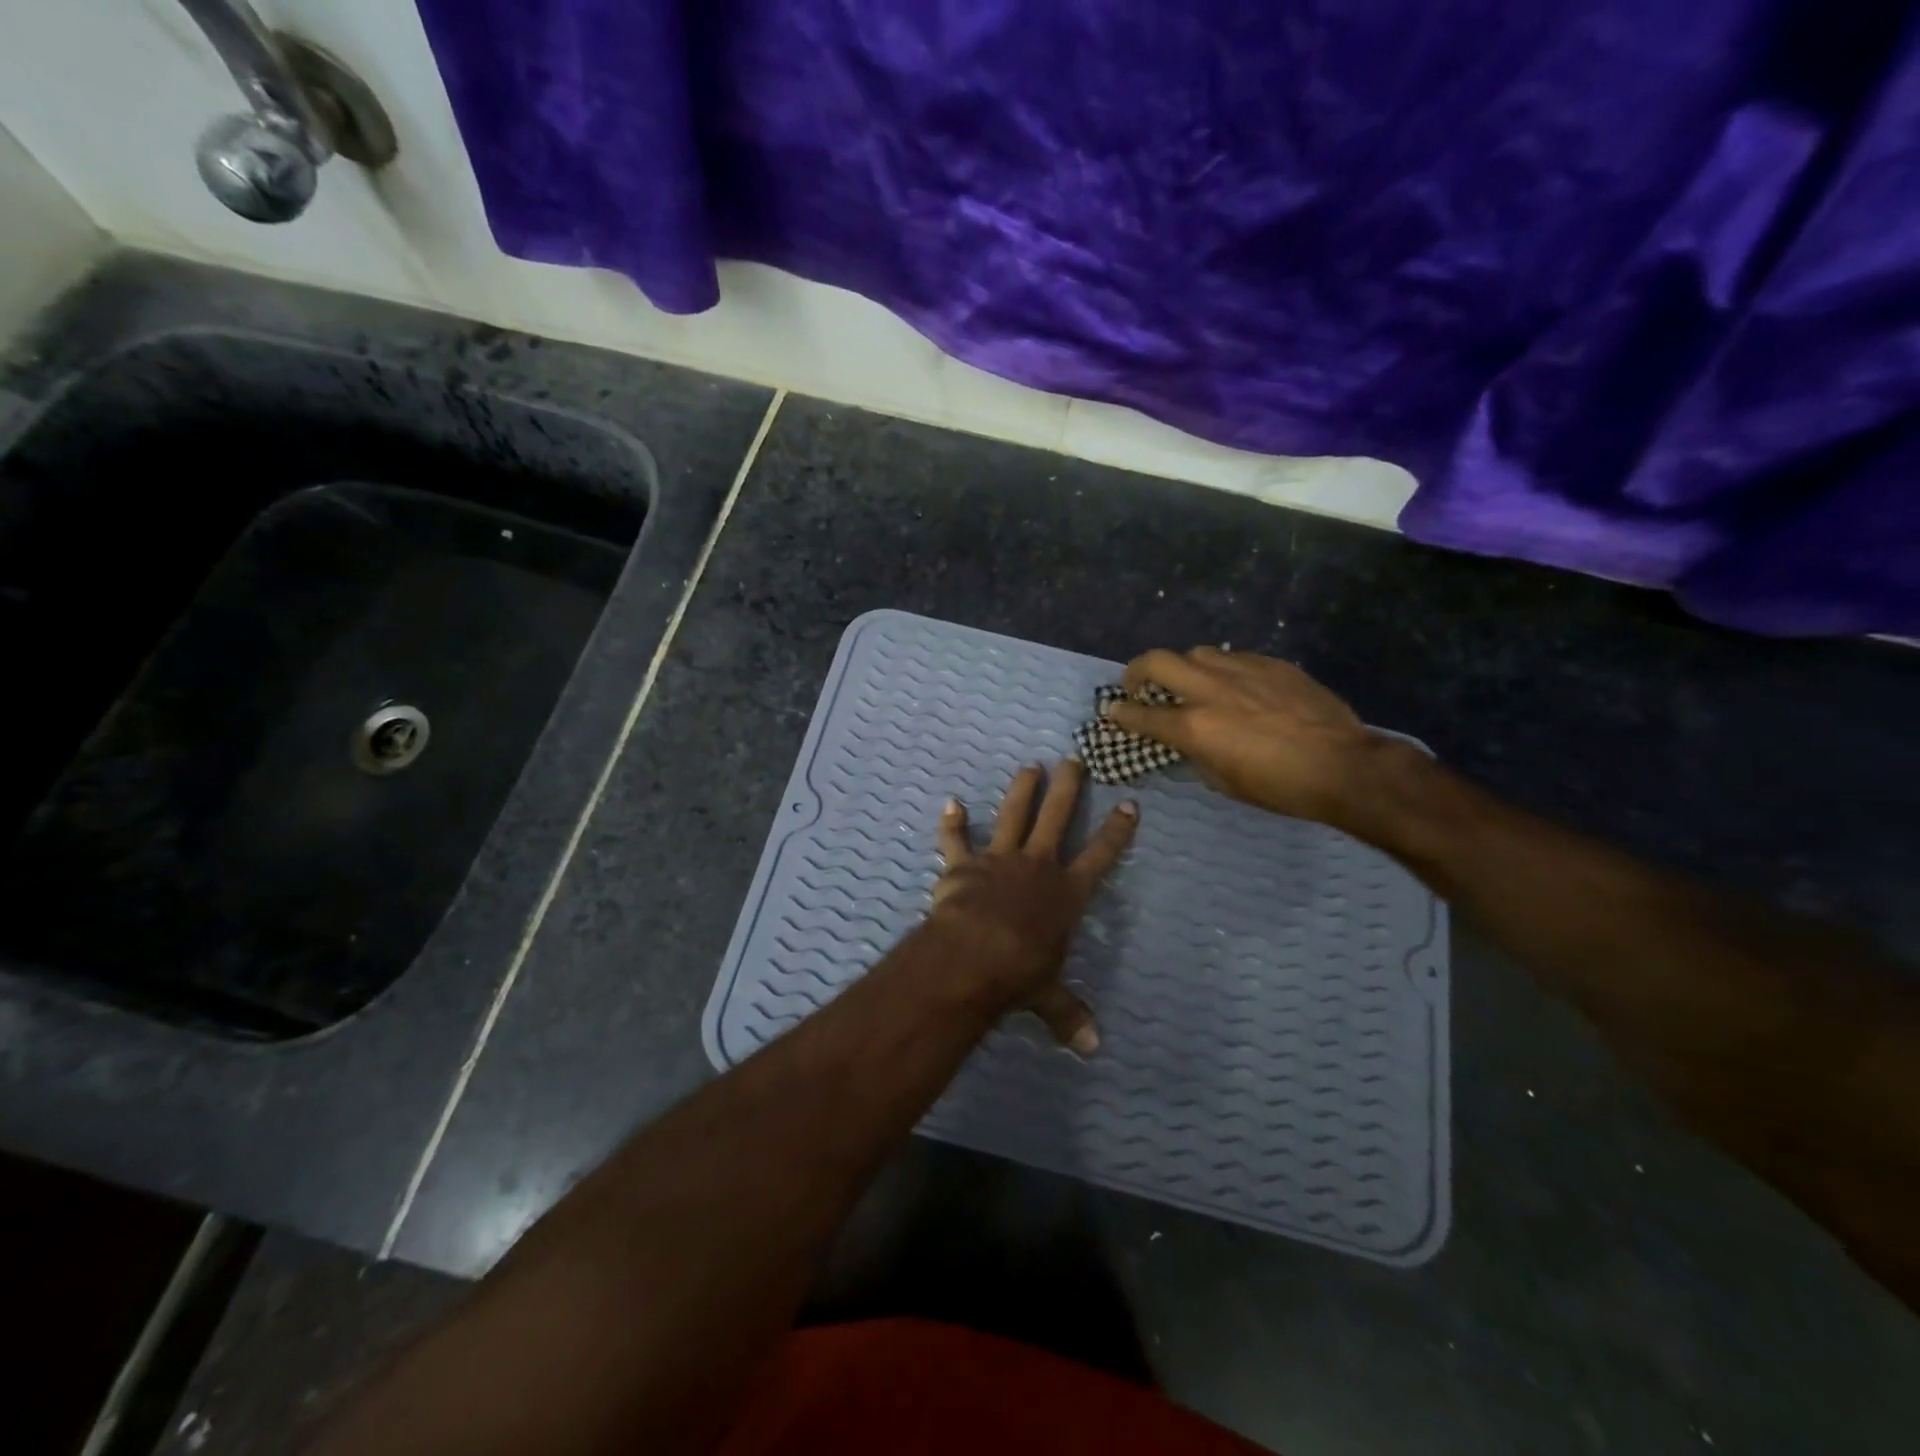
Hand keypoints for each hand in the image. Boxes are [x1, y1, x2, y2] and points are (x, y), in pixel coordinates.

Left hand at [929, 760, 1137, 1054]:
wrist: (974, 954)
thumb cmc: (1020, 972)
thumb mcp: (1048, 995)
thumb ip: (1067, 1015)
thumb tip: (1092, 1049)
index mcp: (1066, 893)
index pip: (1100, 856)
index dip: (1116, 831)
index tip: (1128, 804)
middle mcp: (1037, 866)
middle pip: (1058, 818)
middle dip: (1068, 788)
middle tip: (1074, 761)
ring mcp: (999, 859)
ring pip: (1013, 814)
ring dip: (1022, 790)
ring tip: (1030, 767)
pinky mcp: (963, 864)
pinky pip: (956, 839)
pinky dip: (952, 823)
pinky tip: (950, 803)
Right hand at [1104, 647, 1402, 825]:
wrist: (1344, 765)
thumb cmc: (1280, 787)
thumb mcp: (1225, 782)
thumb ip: (1197, 754)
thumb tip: (1188, 741)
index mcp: (1195, 727)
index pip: (1141, 714)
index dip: (1120, 714)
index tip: (1112, 712)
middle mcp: (1210, 690)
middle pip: (1157, 661)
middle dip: (1137, 671)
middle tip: (1139, 685)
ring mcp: (1242, 670)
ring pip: (1196, 653)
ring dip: (1183, 668)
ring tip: (1191, 684)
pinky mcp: (1272, 664)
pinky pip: (1233, 658)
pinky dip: (1222, 670)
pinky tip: (1235, 687)